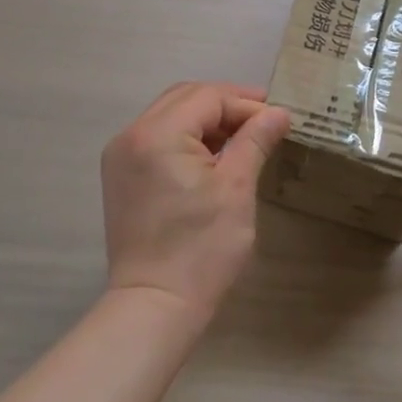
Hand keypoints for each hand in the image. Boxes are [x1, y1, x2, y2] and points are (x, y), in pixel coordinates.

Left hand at [101, 82, 290, 324]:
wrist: (155, 305)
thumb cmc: (202, 248)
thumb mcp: (236, 188)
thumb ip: (254, 141)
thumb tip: (279, 112)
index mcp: (157, 133)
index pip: (208, 97)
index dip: (246, 103)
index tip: (280, 118)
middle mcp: (131, 135)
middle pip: (185, 97)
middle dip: (226, 104)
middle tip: (265, 120)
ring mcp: (121, 155)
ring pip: (170, 115)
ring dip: (207, 120)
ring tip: (244, 137)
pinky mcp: (121, 176)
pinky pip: (157, 138)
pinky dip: (187, 138)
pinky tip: (214, 155)